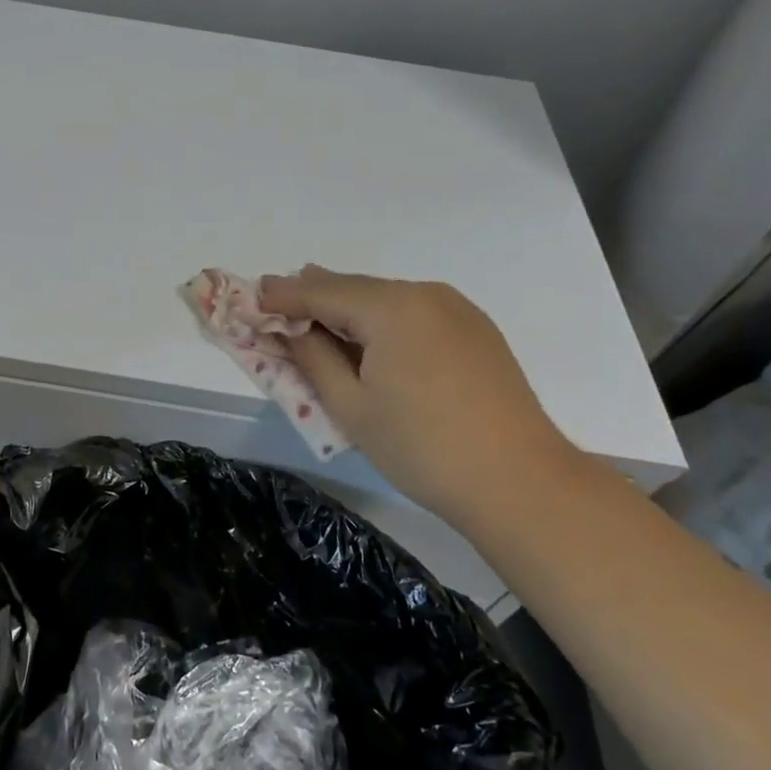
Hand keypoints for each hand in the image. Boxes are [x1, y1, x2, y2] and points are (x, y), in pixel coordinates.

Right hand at [258, 268, 578, 523]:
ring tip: (318, 324)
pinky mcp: (476, 330)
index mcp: (391, 308)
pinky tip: (370, 341)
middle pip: (355, 288)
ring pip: (386, 299)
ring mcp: (457, 309)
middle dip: (314, 298)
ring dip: (348, 310)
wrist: (518, 481)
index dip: (283, 295)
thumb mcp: (351, 406)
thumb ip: (312, 358)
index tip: (252, 296)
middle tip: (278, 307)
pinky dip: (382, 320)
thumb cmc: (422, 448)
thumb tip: (289, 329)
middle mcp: (425, 294)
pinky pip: (414, 313)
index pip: (321, 290)